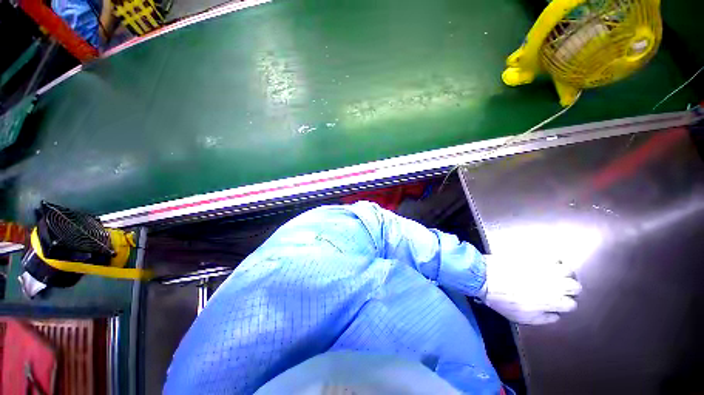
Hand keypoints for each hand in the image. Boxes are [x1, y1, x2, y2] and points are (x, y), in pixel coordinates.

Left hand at [479, 254, 581, 324]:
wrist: (485, 277)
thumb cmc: (502, 300)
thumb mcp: (523, 318)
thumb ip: (544, 318)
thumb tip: (556, 315)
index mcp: (552, 302)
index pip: (571, 304)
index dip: (565, 304)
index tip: (558, 303)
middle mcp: (554, 284)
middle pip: (575, 286)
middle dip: (570, 289)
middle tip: (560, 289)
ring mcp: (545, 269)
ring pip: (568, 270)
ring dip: (565, 274)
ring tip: (556, 275)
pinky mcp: (534, 257)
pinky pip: (553, 257)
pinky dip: (554, 261)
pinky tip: (548, 264)